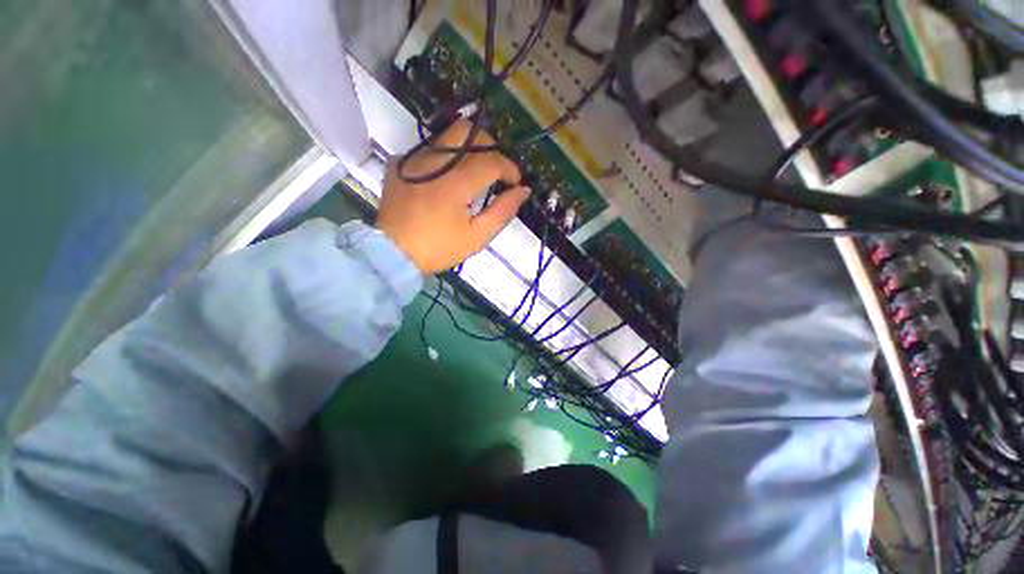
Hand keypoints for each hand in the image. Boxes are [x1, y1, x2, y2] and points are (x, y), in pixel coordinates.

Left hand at [377, 120, 530, 274]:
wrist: (393, 253)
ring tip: (472, 171)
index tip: (515, 182)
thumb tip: (523, 190)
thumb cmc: (439, 248)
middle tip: (495, 169)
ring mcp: (414, 159)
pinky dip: (442, 158)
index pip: (492, 160)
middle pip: (469, 132)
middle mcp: (436, 161)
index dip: (510, 168)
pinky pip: (426, 149)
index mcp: (457, 182)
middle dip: (489, 147)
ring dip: (467, 149)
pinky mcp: (399, 164)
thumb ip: (502, 211)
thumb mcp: (477, 236)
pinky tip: (443, 178)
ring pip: (447, 136)